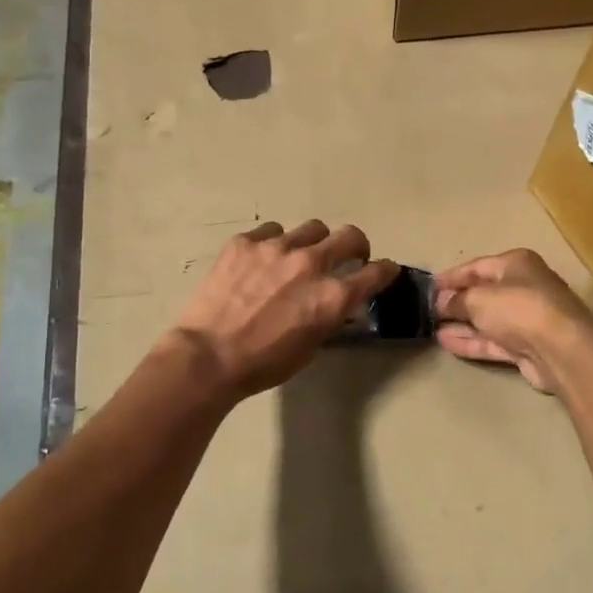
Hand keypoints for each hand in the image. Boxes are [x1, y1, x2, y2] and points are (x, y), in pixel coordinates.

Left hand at [169, 220, 398, 400]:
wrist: (207, 356)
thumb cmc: (263, 364)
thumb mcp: (310, 347)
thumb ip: (330, 317)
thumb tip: (339, 303)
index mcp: (333, 296)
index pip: (377, 272)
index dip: (385, 271)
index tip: (382, 271)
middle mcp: (311, 264)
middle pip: (350, 236)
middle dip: (355, 246)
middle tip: (347, 257)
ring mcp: (276, 247)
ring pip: (312, 228)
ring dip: (313, 242)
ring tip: (298, 257)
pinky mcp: (245, 242)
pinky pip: (271, 231)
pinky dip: (274, 244)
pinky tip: (261, 261)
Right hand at [433, 249, 592, 393]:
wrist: (561, 350)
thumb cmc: (519, 308)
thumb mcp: (478, 298)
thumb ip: (456, 300)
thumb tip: (440, 302)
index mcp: (516, 264)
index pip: (477, 266)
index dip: (451, 277)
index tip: (427, 287)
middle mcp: (524, 287)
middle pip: (483, 292)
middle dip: (456, 302)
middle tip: (427, 310)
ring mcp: (526, 319)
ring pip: (487, 319)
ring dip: (461, 324)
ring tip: (431, 328)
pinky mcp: (526, 347)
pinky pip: (492, 341)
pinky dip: (471, 341)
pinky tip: (446, 342)